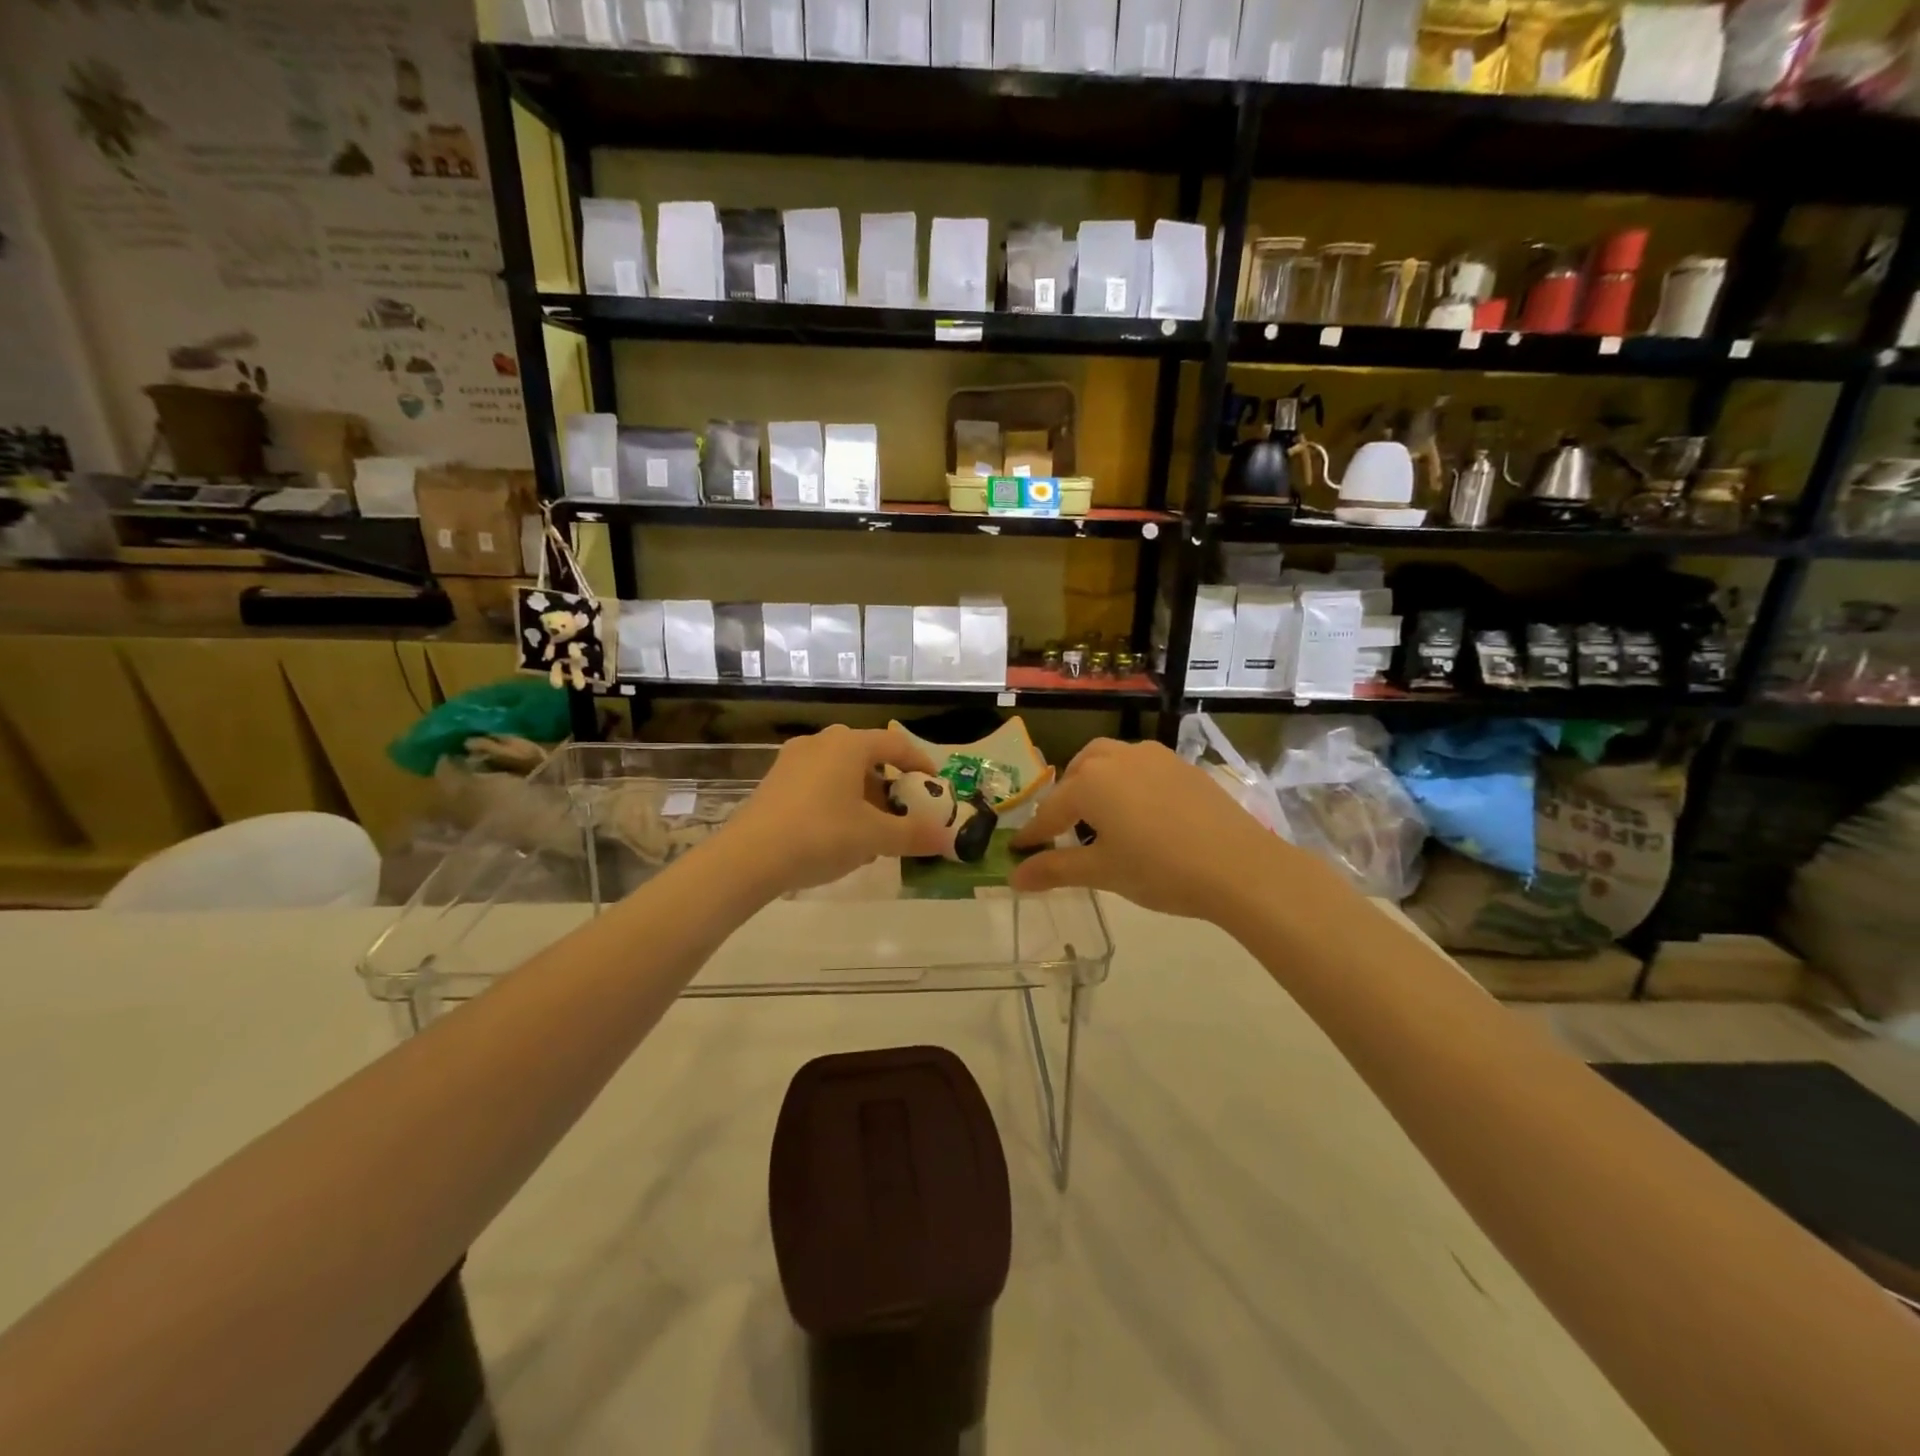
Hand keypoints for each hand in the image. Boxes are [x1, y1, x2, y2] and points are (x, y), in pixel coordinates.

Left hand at [719, 725, 947, 895]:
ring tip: (874, 832)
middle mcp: (820, 743)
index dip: (920, 763)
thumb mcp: (874, 837)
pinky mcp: (774, 783)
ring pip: (841, 772)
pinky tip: (839, 837)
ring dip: (863, 797)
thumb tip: (949, 840)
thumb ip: (913, 835)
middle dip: (890, 785)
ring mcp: (792, 761)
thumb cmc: (820, 835)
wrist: (748, 858)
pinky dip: (838, 803)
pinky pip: (818, 784)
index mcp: (849, 745)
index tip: (935, 786)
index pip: (896, 744)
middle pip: (867, 757)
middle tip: (904, 812)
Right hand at [1008, 738, 1347, 921]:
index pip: (1050, 811)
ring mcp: (1152, 756)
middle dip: (1065, 800)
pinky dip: (1126, 782)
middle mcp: (1116, 758)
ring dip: (1095, 782)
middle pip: (1077, 773)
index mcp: (1089, 783)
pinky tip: (1140, 812)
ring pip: (1109, 760)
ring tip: (1101, 816)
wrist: (1238, 866)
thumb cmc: (1160, 870)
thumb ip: (1055, 870)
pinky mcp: (1181, 765)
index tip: (1018, 851)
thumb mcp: (1103, 872)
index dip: (1033, 834)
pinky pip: (1140, 766)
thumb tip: (1014, 878)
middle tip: (1064, 831)